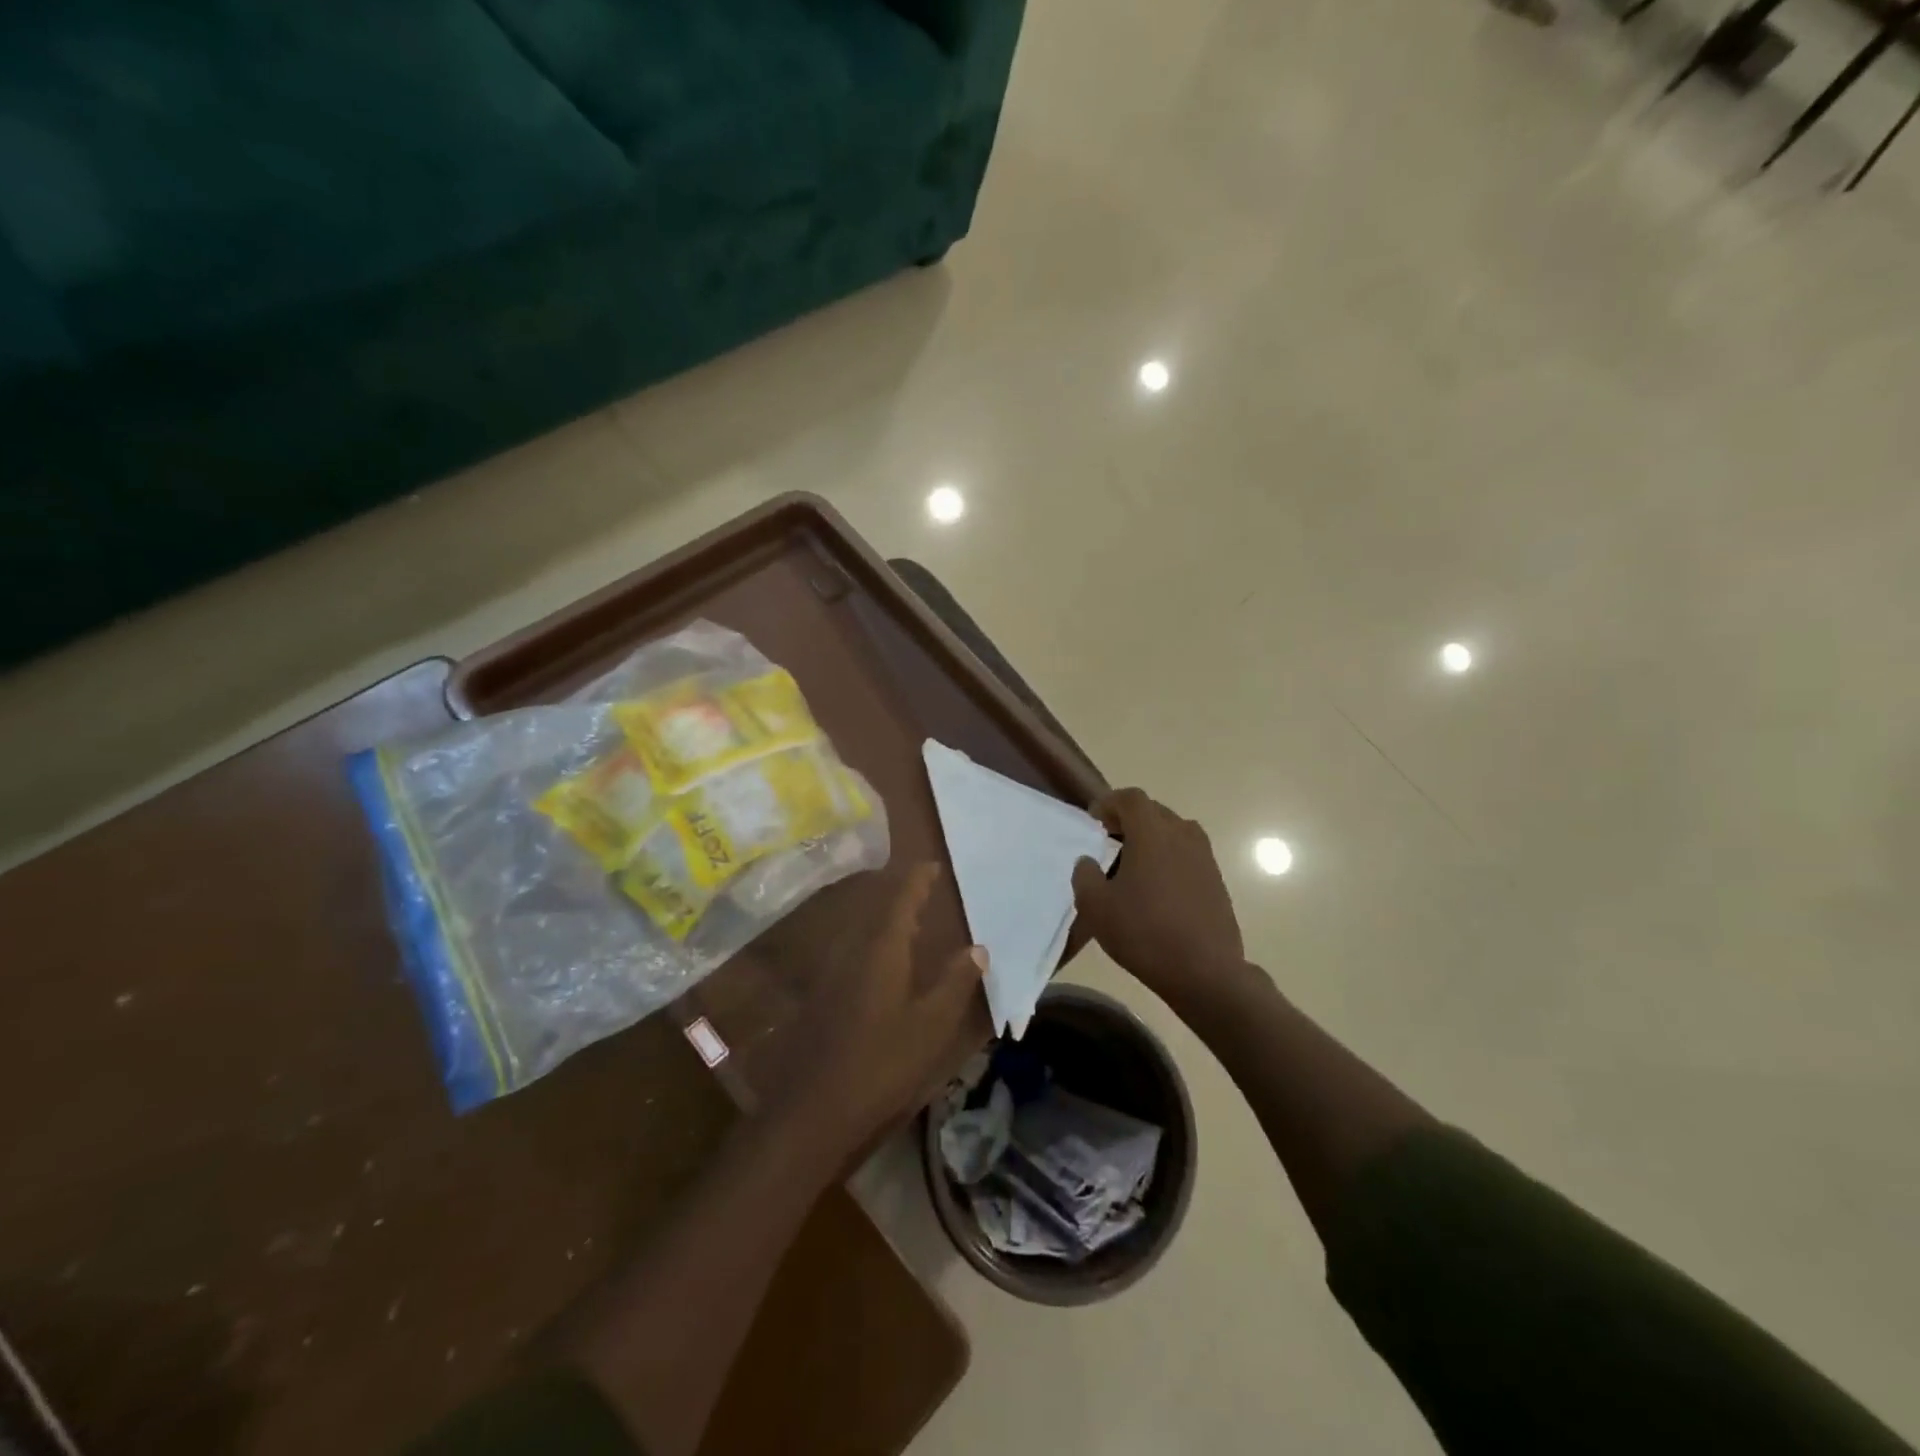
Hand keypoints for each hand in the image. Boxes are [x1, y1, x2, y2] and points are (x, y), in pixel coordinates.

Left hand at [790, 863, 985, 1146]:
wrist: (815, 1106)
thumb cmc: (881, 1061)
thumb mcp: (931, 1024)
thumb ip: (955, 983)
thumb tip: (978, 948)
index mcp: (882, 949)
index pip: (902, 900)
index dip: (917, 880)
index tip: (932, 865)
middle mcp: (853, 950)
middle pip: (879, 910)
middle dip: (902, 897)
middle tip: (926, 891)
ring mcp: (832, 972)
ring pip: (864, 932)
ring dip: (887, 921)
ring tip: (911, 922)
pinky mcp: (822, 994)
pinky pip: (854, 952)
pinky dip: (875, 945)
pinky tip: (884, 964)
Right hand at [1071, 788, 1245, 1005]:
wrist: (1205, 972)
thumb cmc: (1144, 932)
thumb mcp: (1096, 907)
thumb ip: (1085, 875)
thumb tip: (1088, 861)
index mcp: (1152, 833)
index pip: (1130, 798)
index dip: (1109, 803)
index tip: (1094, 820)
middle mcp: (1182, 835)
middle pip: (1154, 811)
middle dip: (1129, 819)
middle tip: (1109, 840)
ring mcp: (1204, 857)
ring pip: (1174, 832)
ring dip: (1152, 839)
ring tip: (1133, 864)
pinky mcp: (1216, 880)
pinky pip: (1187, 854)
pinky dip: (1169, 858)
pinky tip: (1156, 888)